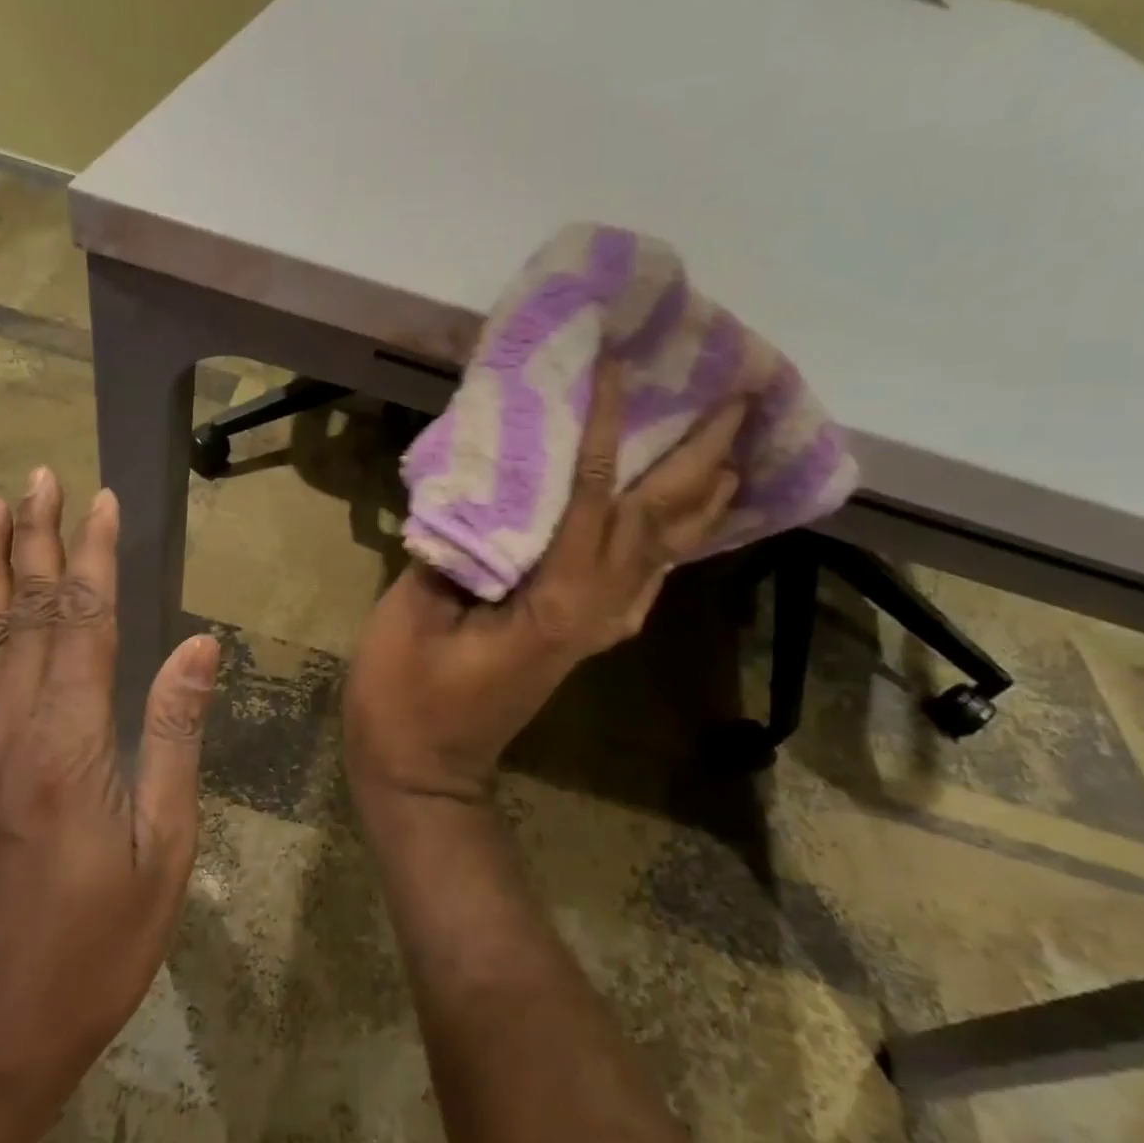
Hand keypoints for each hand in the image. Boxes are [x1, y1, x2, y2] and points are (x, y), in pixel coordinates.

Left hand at [0, 470, 220, 1128]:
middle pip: (27, 610)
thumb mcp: (162, 850)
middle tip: (38, 477)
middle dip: (37, 537)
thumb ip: (175, 736)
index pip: (86, 620)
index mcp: (71, 741)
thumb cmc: (91, 949)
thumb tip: (200, 646)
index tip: (103, 500)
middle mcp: (10, 726)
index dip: (96, 555)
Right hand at [345, 362, 743, 812]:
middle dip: (701, 460)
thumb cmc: (405, 699)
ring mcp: (596, 628)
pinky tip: (683, 523)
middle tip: (738, 401)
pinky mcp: (584, 637)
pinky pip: (644, 579)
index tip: (618, 369)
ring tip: (734, 450)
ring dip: (701, 500)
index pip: (593, 498)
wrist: (424, 773)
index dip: (605, 431)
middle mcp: (596, 611)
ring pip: (664, 554)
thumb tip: (485, 493)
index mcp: (555, 601)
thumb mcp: (413, 616)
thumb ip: (455, 549)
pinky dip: (671, 543)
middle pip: (659, 524)